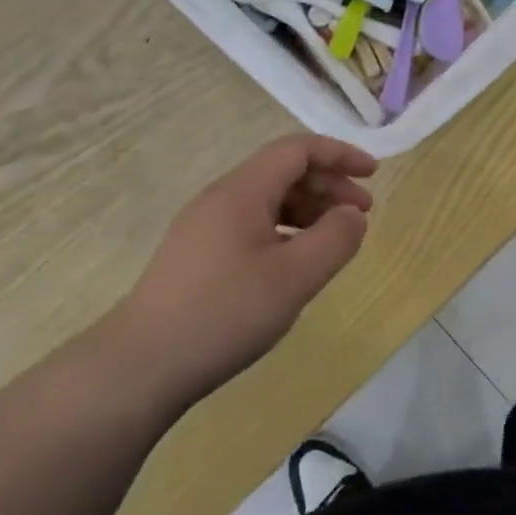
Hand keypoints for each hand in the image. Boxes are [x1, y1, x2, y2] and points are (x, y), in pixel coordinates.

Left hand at [113, 135, 376, 412]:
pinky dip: (284, 230)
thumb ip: (335, 239)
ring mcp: (204, 226)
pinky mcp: (197, 254)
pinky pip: (251, 224)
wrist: (142, 364)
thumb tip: (353, 215)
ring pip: (267, 200)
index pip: (297, 150)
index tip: (373, 174)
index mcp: (242, 191)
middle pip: (282, 171)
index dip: (339, 155)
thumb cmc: (225, 313)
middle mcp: (221, 198)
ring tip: (335, 239)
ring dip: (308, 209)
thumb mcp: (295, 277)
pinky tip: (296, 261)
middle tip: (363, 213)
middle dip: (328, 185)